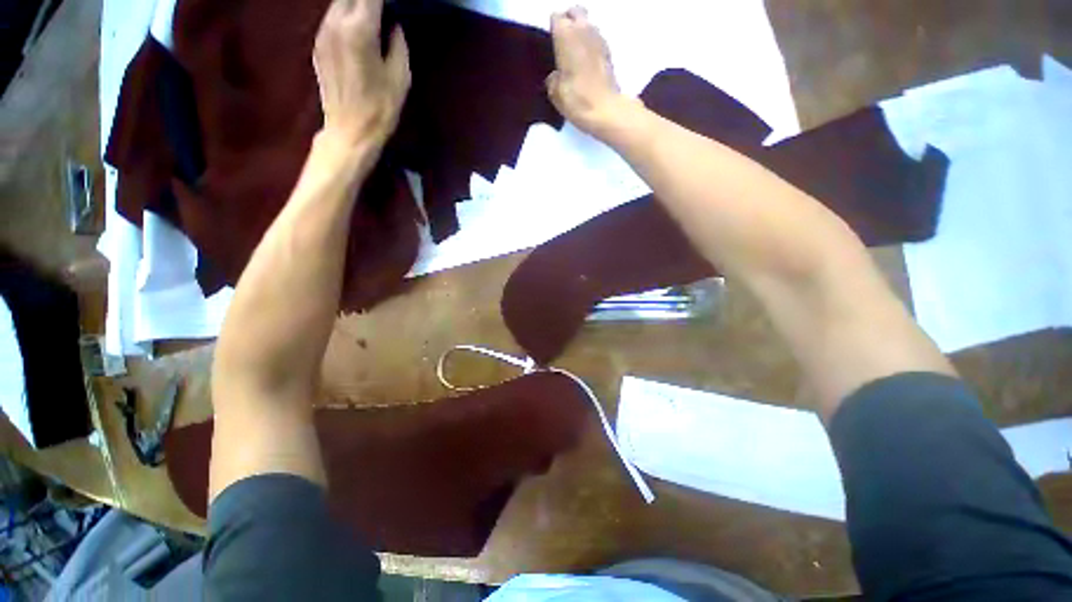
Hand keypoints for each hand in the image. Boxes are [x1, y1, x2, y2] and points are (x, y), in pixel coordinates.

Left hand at [313, 0, 410, 149]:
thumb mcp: (400, 78)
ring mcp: (322, 32)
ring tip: (371, 17)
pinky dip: (345, 16)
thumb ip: (398, 44)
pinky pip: (331, 18)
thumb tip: (394, 25)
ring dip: (355, 5)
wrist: (349, 131)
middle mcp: (336, 23)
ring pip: (338, 3)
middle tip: (383, 10)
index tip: (393, 5)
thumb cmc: (380, 108)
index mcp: (360, 30)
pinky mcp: (317, 44)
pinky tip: (358, 29)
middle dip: (368, 0)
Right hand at [547, 7, 629, 135]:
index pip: (556, 18)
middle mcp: (583, 30)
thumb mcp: (555, 93)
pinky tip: (586, 63)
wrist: (606, 110)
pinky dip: (591, 46)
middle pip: (575, 12)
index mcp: (566, 35)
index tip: (551, 43)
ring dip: (581, 33)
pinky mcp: (609, 53)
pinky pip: (597, 40)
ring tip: (575, 52)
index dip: (553, 29)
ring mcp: (599, 40)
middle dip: (569, 21)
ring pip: (588, 24)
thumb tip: (556, 76)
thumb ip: (553, 79)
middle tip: (563, 41)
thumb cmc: (577, 100)